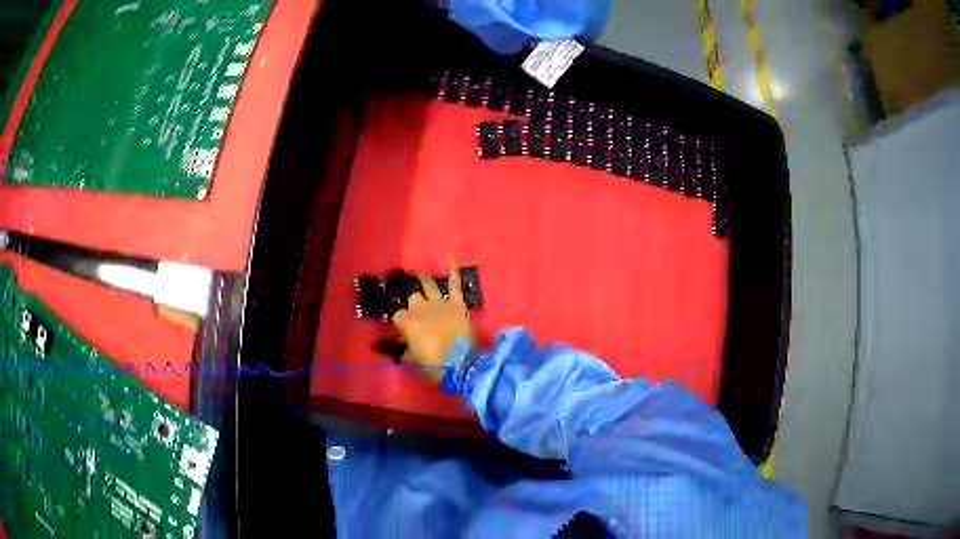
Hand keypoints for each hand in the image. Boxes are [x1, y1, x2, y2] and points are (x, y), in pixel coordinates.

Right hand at [392, 261, 474, 380]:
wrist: (461, 363)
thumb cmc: (434, 365)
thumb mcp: (415, 360)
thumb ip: (407, 351)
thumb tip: (403, 350)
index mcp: (407, 322)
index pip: (397, 316)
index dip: (400, 322)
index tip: (403, 330)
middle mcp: (420, 308)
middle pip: (413, 299)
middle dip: (413, 303)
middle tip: (416, 309)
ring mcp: (440, 303)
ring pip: (428, 286)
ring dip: (422, 278)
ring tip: (417, 271)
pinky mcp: (457, 303)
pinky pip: (455, 284)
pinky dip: (452, 271)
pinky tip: (449, 258)